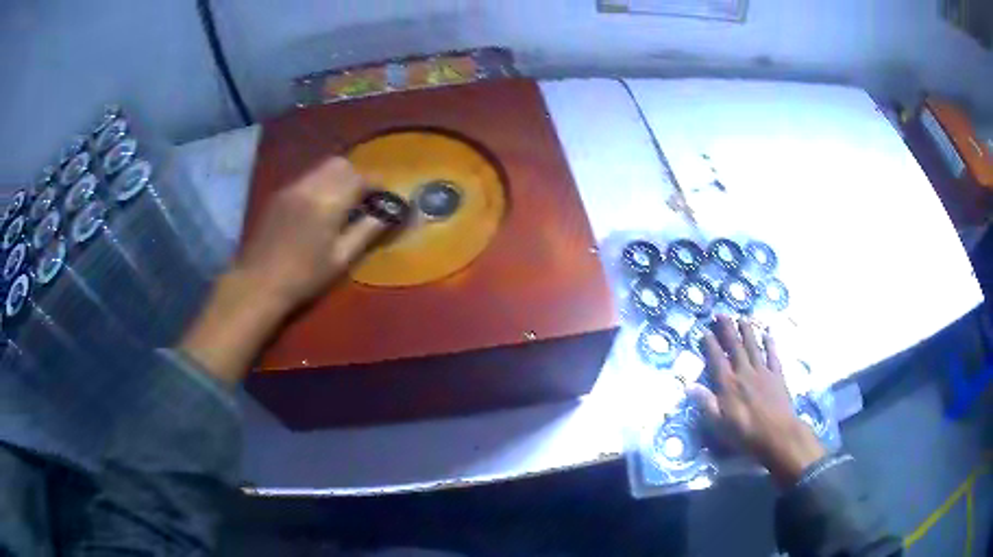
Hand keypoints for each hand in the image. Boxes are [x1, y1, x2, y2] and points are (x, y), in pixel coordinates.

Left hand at [235, 157, 385, 307]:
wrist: (258, 284)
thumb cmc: (304, 277)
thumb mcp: (341, 259)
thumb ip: (367, 232)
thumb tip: (389, 215)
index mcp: (328, 202)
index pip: (361, 178)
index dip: (377, 185)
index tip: (385, 198)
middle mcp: (310, 186)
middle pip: (341, 164)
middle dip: (357, 176)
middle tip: (363, 199)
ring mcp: (291, 187)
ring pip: (322, 168)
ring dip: (338, 178)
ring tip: (342, 203)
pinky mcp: (278, 195)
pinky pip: (306, 178)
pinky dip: (320, 184)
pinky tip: (318, 208)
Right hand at [687, 315, 824, 486]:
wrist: (778, 435)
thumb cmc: (745, 433)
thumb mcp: (719, 424)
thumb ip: (706, 403)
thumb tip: (689, 385)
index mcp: (728, 385)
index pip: (717, 359)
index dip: (710, 344)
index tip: (705, 330)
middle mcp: (744, 372)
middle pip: (735, 347)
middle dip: (727, 329)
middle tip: (721, 314)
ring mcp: (763, 372)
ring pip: (753, 346)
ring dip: (747, 331)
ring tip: (741, 318)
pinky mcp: (777, 376)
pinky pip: (773, 355)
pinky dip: (770, 343)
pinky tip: (768, 334)